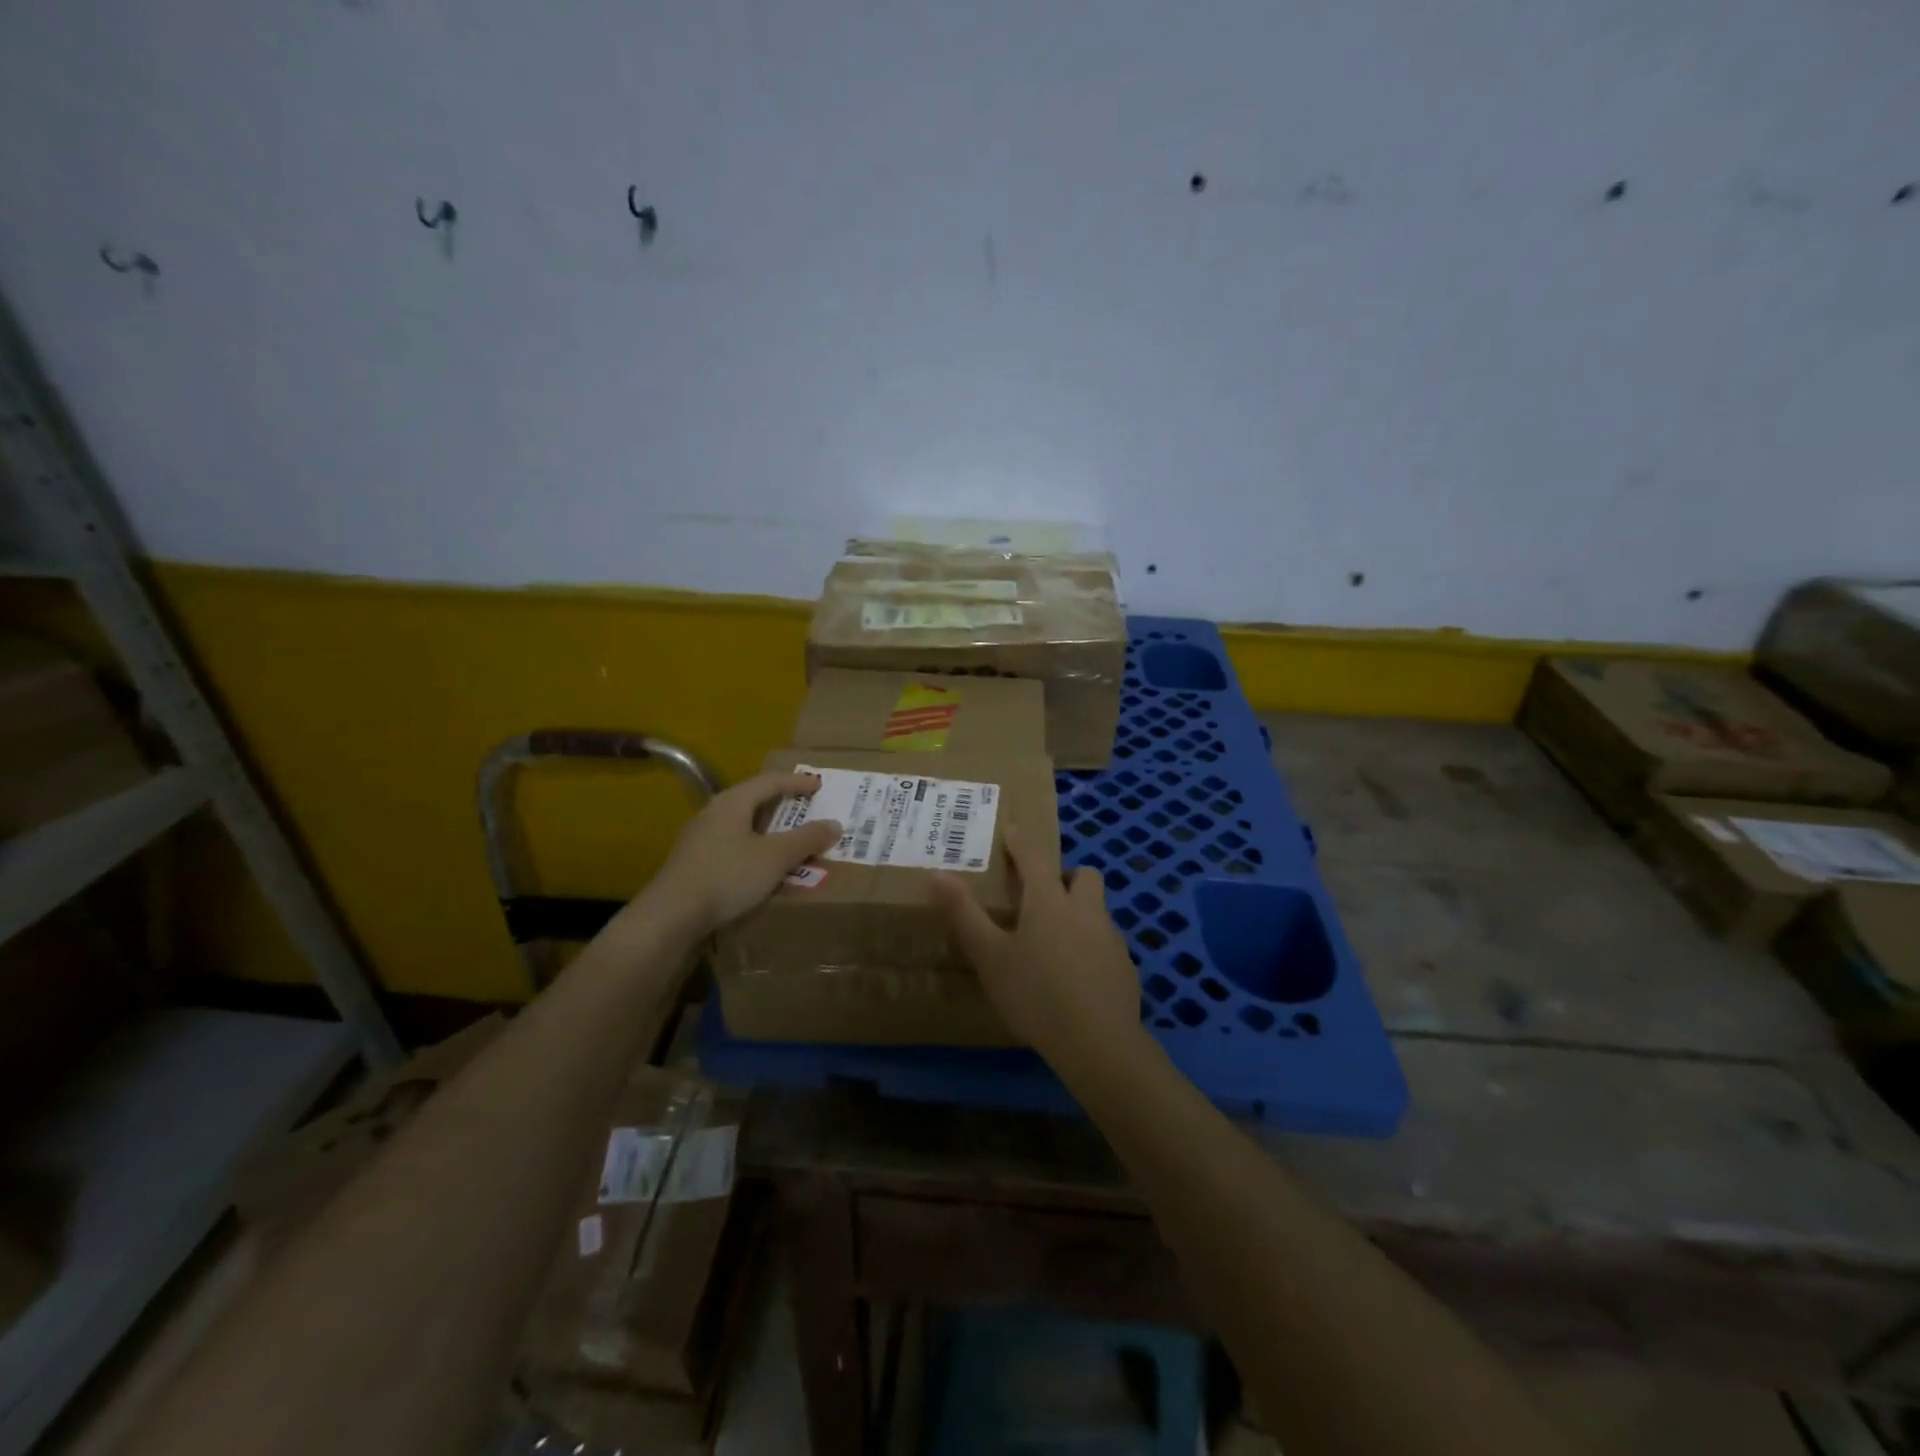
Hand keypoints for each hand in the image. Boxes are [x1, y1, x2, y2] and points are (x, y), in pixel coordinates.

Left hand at [638, 772, 841, 939]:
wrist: (670, 917)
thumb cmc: (727, 876)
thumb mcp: (775, 857)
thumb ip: (806, 839)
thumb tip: (834, 824)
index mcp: (733, 802)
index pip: (770, 781)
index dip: (797, 782)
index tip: (819, 786)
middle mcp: (713, 813)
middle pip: (754, 802)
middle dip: (783, 808)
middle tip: (806, 812)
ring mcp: (699, 840)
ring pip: (743, 828)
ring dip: (769, 834)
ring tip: (790, 844)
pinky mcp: (693, 865)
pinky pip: (733, 849)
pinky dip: (755, 853)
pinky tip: (763, 871)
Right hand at [931, 824, 1141, 1059]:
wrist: (1098, 1044)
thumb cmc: (1035, 994)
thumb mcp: (989, 956)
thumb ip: (964, 914)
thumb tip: (937, 874)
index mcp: (1049, 902)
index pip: (1034, 858)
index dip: (1021, 841)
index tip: (1013, 829)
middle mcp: (1085, 911)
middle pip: (1084, 876)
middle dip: (1065, 877)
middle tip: (1042, 897)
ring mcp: (1111, 940)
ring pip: (1098, 911)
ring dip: (1080, 913)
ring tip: (1055, 943)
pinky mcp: (1126, 970)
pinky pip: (1107, 946)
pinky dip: (1091, 949)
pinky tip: (1076, 978)